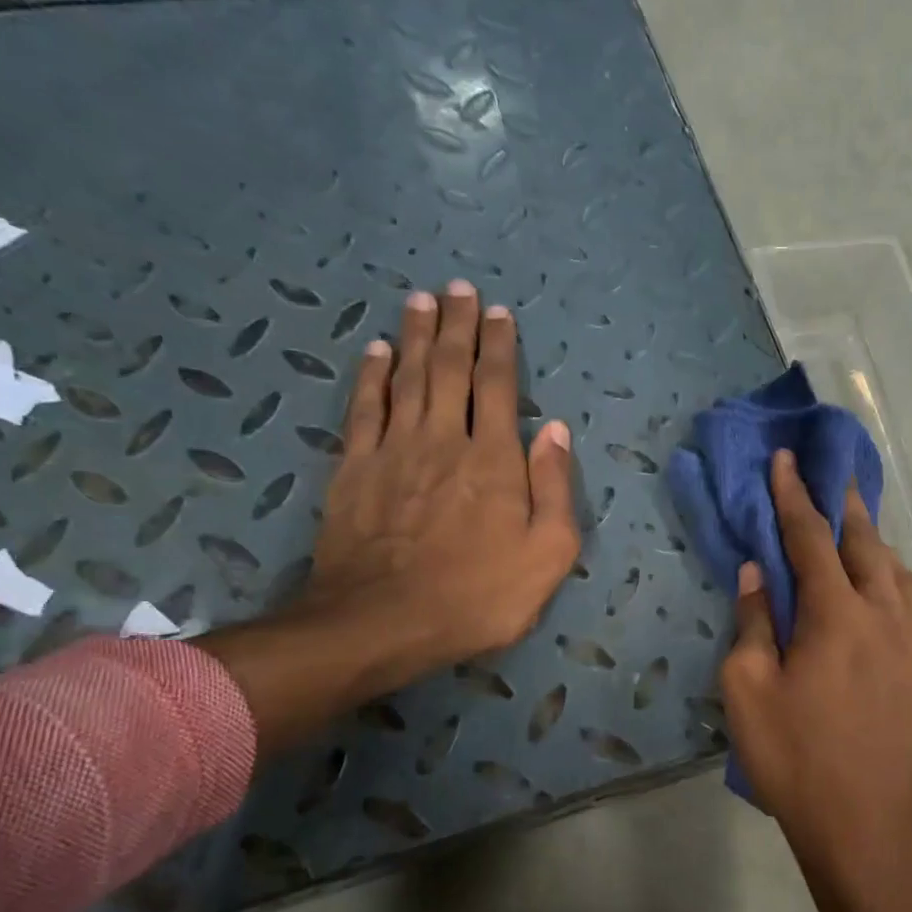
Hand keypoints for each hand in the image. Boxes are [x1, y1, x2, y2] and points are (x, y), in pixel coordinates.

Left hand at [305, 281, 578, 672]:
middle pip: (449, 368)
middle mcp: (444, 440)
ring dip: (414, 336)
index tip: (499, 313)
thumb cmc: (479, 595)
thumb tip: (556, 430)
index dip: (500, 346)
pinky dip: (371, 376)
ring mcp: (394, 451)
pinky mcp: (354, 469)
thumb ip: (555, 488)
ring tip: (420, 301)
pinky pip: (364, 408)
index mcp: (494, 459)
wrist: (384, 623)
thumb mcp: (548, 554)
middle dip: (456, 326)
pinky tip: (375, 351)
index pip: (498, 386)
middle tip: (458, 288)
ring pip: (406, 378)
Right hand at [721, 449, 911, 882]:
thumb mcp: (748, 692)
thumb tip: (757, 572)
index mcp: (836, 615)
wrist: (871, 828)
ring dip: (874, 546)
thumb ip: (753, 623)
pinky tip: (886, 598)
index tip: (785, 460)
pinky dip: (897, 588)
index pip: (810, 538)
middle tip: (831, 479)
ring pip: (900, 574)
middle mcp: (888, 615)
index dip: (793, 496)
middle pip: (865, 544)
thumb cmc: (796, 761)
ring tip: (856, 534)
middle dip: (843, 507)